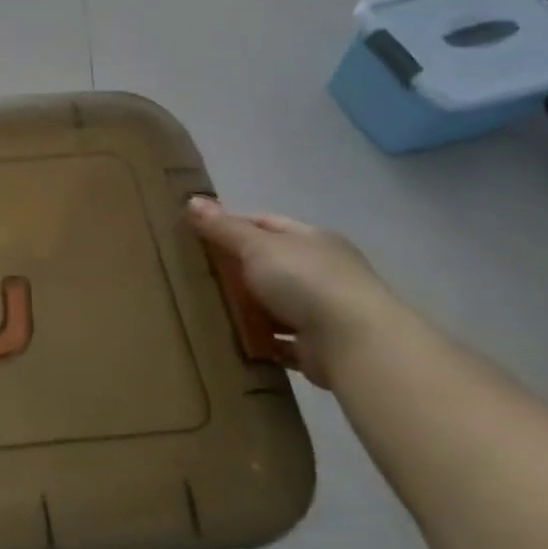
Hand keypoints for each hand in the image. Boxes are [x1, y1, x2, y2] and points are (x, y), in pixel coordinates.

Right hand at [186, 197, 400, 387]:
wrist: (355, 344)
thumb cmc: (305, 281)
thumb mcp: (256, 246)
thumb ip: (223, 227)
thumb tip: (192, 200)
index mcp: (312, 240)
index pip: (266, 224)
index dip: (232, 226)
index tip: (198, 236)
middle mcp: (323, 271)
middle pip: (269, 264)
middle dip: (235, 270)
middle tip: (196, 275)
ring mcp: (324, 310)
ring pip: (274, 303)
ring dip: (248, 308)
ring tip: (209, 310)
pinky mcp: (319, 347)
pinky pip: (280, 341)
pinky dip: (261, 340)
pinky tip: (234, 341)